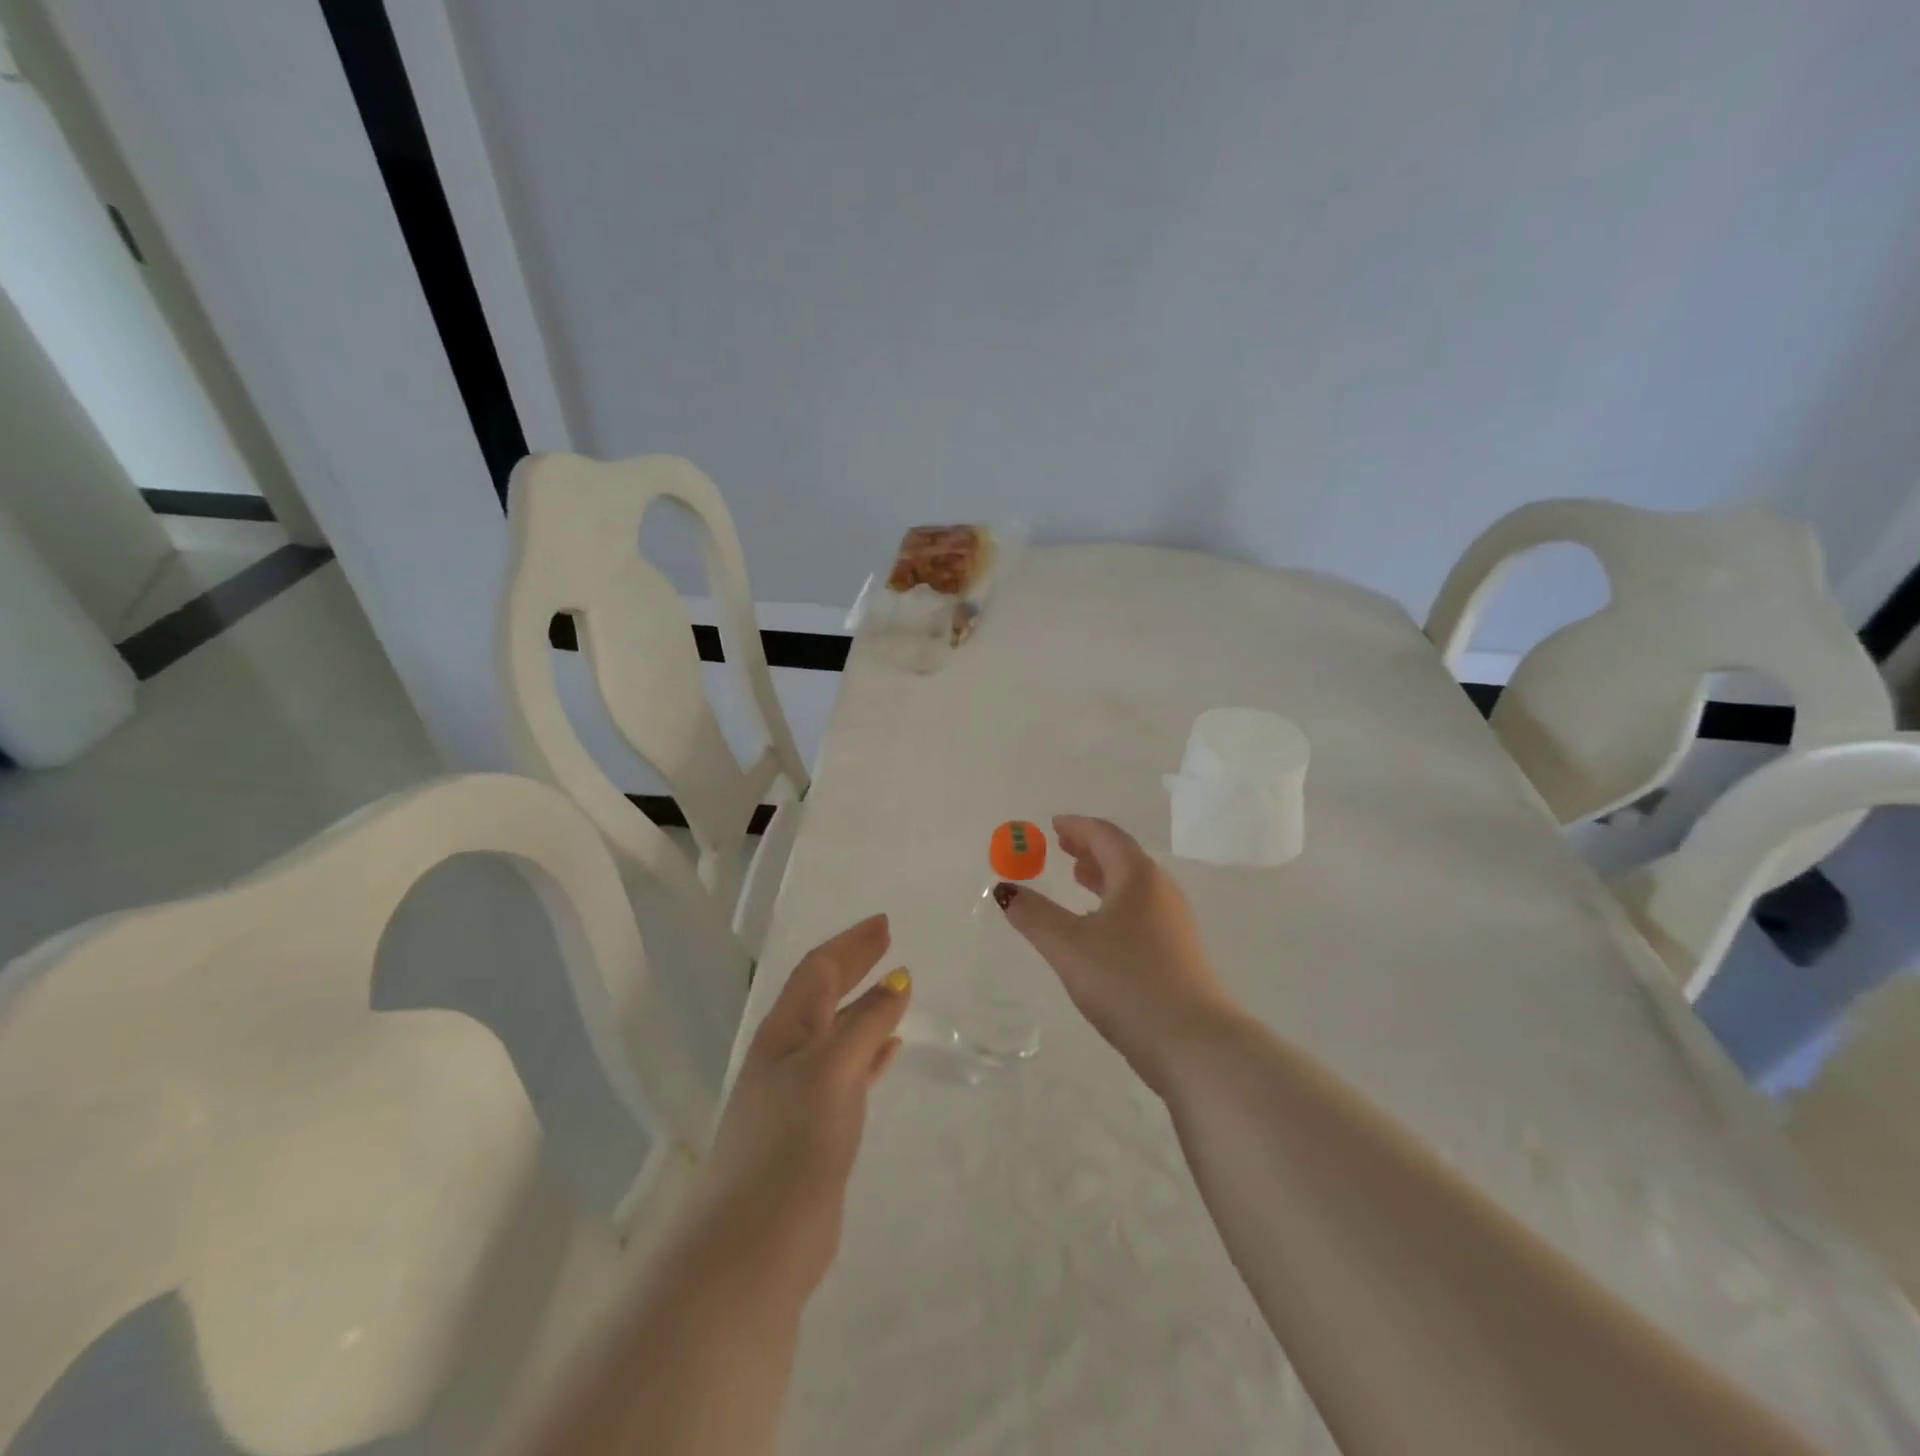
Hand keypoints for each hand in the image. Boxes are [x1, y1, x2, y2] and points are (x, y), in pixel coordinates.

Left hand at [695, 914, 909, 1296]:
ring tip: (896, 989)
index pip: (818, 970)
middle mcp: (788, 1055)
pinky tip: (892, 1051)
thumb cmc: (791, 1142)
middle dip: (855, 965)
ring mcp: (800, 1093)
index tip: (885, 924)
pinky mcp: (816, 1130)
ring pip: (838, 1033)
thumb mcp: (832, 1070)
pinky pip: (850, 1072)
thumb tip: (896, 981)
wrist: (755, 1242)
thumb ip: (866, 1024)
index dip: (851, 944)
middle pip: (825, 995)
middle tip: (889, 942)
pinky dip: (872, 1052)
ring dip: (865, 1007)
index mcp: (784, 1032)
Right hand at [995, 816, 1238, 1094]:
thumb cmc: (1127, 981)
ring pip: (1134, 885)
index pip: (1105, 835)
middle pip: (1123, 856)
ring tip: (1078, 880)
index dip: (1077, 826)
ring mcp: (1175, 922)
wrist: (1194, 1042)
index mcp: (1138, 877)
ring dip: (1104, 876)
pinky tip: (1101, 927)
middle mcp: (1161, 891)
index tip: (1054, 824)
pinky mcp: (1179, 952)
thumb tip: (1004, 889)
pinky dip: (1116, 903)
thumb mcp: (1068, 946)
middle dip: (1090, 849)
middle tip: (1061, 847)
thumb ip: (1034, 915)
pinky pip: (1141, 910)